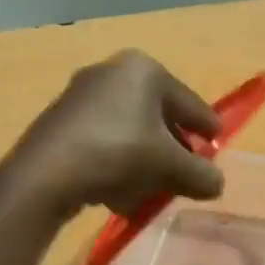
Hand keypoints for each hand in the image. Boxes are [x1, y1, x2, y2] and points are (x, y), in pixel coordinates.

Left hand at [7, 51, 224, 217]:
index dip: (207, 127)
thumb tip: (216, 184)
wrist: (46, 173)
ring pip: (130, 132)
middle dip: (173, 149)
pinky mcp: (61, 121)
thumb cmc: (119, 154)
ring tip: (155, 192)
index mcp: (144, 70)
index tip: (218, 146)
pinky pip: (104, 142)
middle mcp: (112, 72)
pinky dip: (118, 165)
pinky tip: (122, 195)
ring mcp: (82, 95)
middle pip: (157, 117)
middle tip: (186, 175)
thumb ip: (201, 175)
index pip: (190, 102)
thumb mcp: (171, 168)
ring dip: (145, 162)